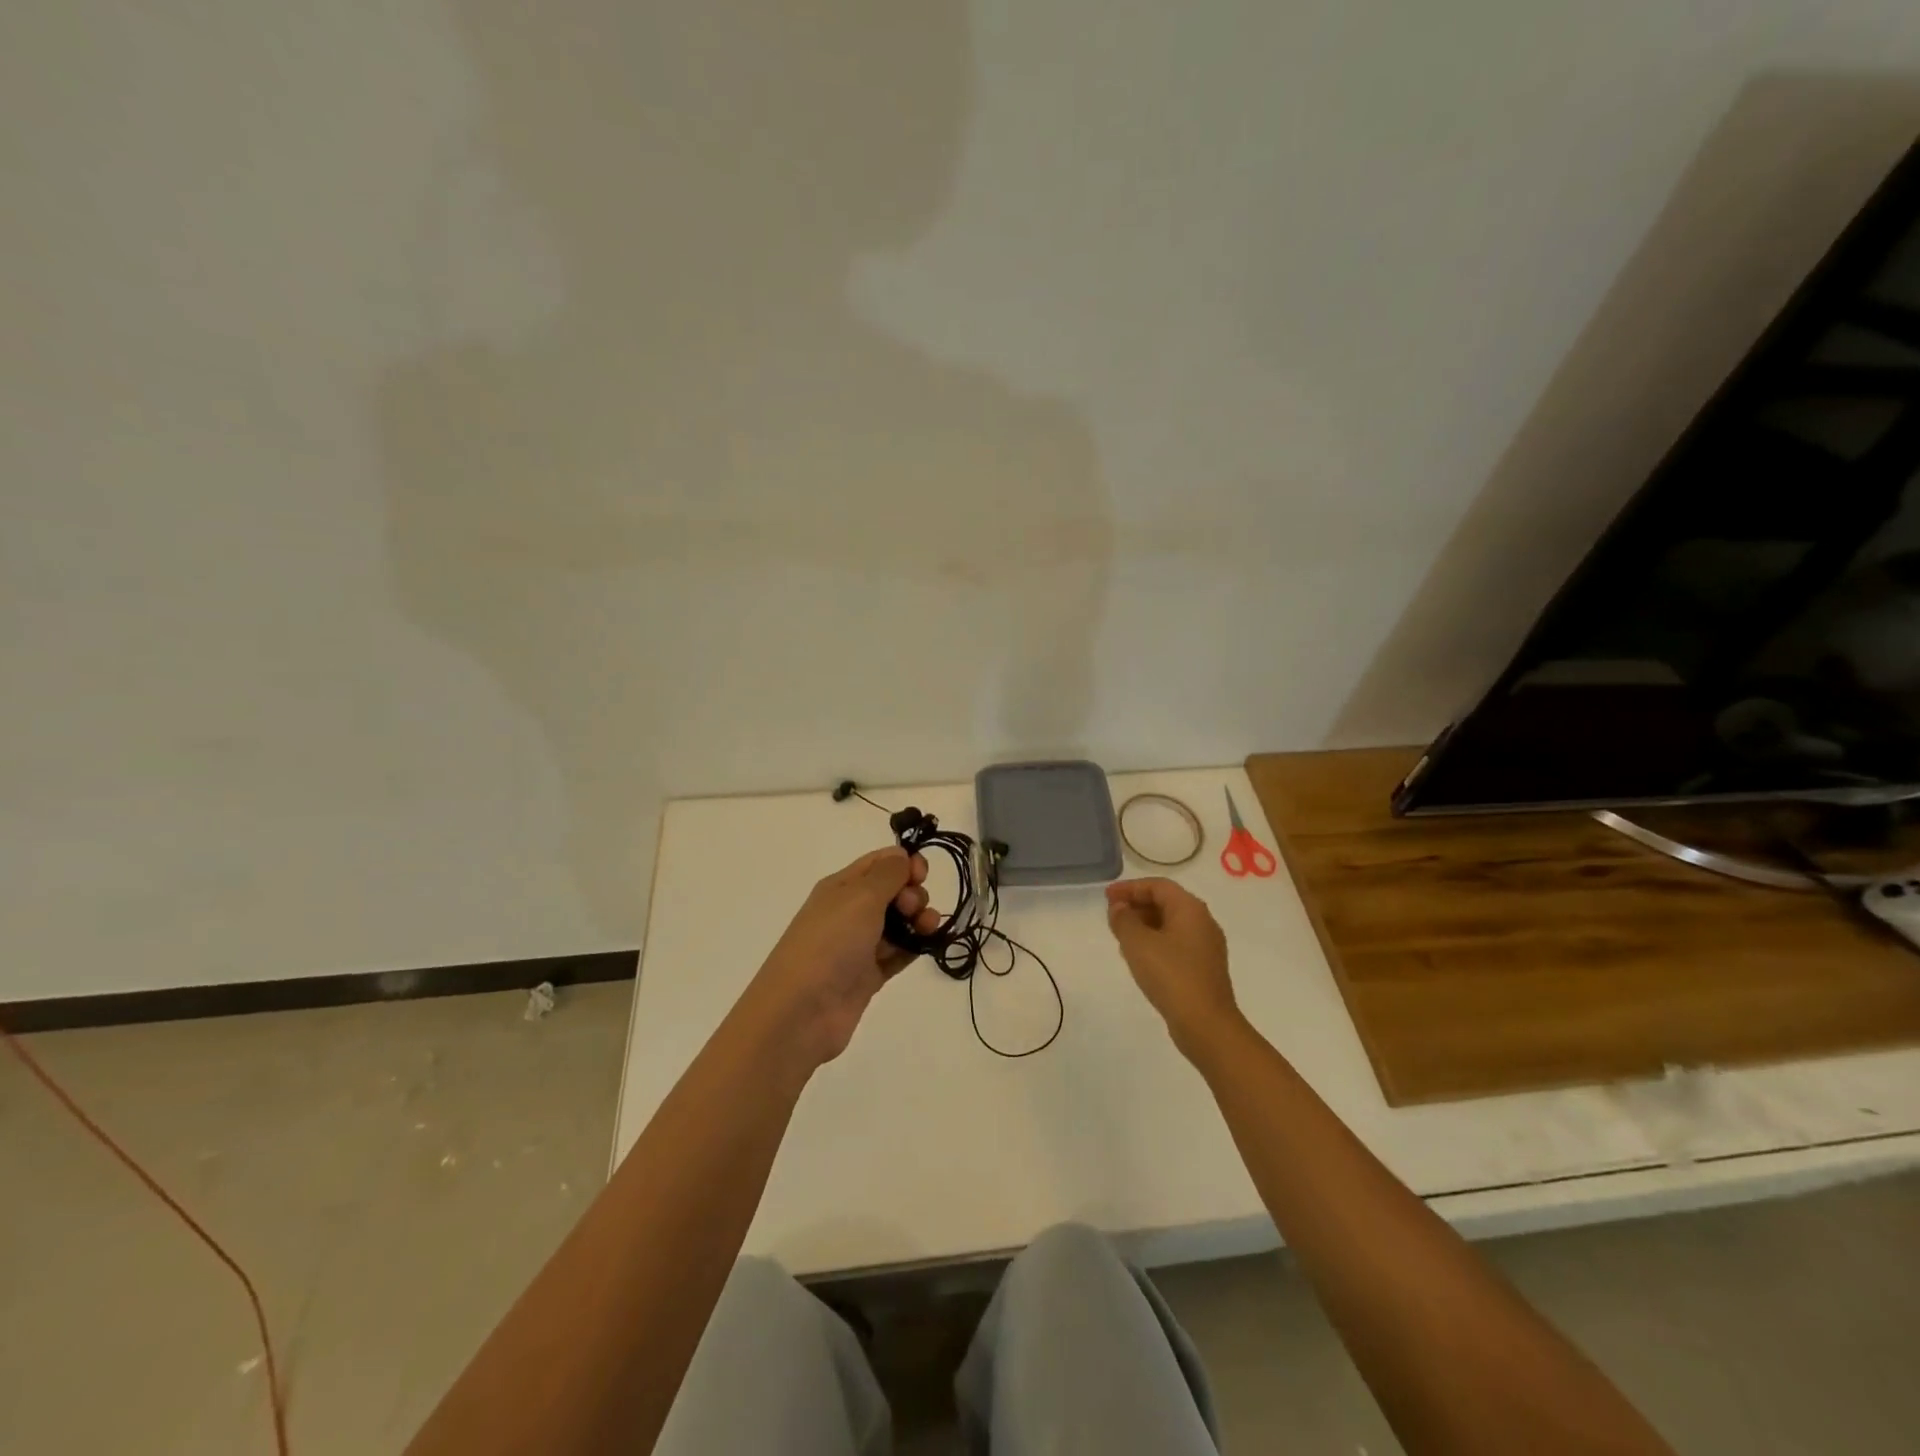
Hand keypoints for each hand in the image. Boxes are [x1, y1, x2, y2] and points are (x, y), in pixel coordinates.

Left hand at [748, 847, 939, 1067]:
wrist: (801, 1012)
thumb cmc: (830, 943)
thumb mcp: (860, 897)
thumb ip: (888, 874)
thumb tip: (902, 856)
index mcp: (841, 886)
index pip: (879, 863)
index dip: (905, 863)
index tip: (922, 875)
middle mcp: (850, 911)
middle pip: (892, 892)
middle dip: (913, 894)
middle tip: (913, 909)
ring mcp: (859, 945)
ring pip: (898, 923)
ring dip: (919, 920)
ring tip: (927, 929)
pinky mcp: (868, 975)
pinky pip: (898, 953)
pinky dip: (914, 947)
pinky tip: (927, 946)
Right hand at [1105, 878, 1240, 1055]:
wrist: (1206, 1024)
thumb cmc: (1171, 975)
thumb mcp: (1137, 943)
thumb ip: (1124, 919)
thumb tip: (1120, 908)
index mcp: (1190, 909)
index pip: (1158, 886)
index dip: (1130, 887)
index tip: (1107, 897)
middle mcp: (1203, 922)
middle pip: (1166, 902)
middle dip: (1137, 904)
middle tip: (1112, 915)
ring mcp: (1206, 947)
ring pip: (1171, 924)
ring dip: (1144, 924)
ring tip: (1121, 936)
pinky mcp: (1204, 968)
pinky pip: (1176, 943)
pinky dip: (1155, 942)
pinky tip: (1139, 957)